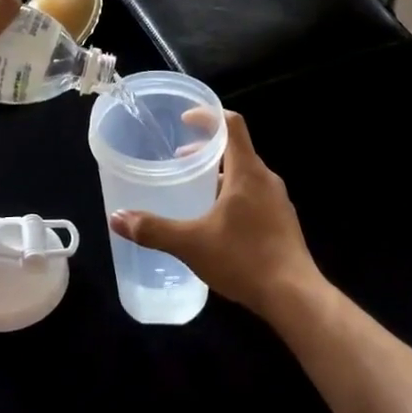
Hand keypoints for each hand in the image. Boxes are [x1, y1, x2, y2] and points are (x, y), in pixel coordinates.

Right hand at [109, 112, 322, 320]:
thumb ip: (154, 229)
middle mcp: (266, 179)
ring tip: (195, 192)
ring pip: (245, 175)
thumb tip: (117, 218)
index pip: (232, 124)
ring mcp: (278, 201)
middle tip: (180, 160)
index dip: (208, 116)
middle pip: (237, 149)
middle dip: (207, 150)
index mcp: (247, 171)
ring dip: (220, 175)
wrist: (295, 296)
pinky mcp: (283, 222)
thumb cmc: (244, 259)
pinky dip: (233, 195)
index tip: (185, 119)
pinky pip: (255, 195)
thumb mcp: (191, 244)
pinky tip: (218, 223)